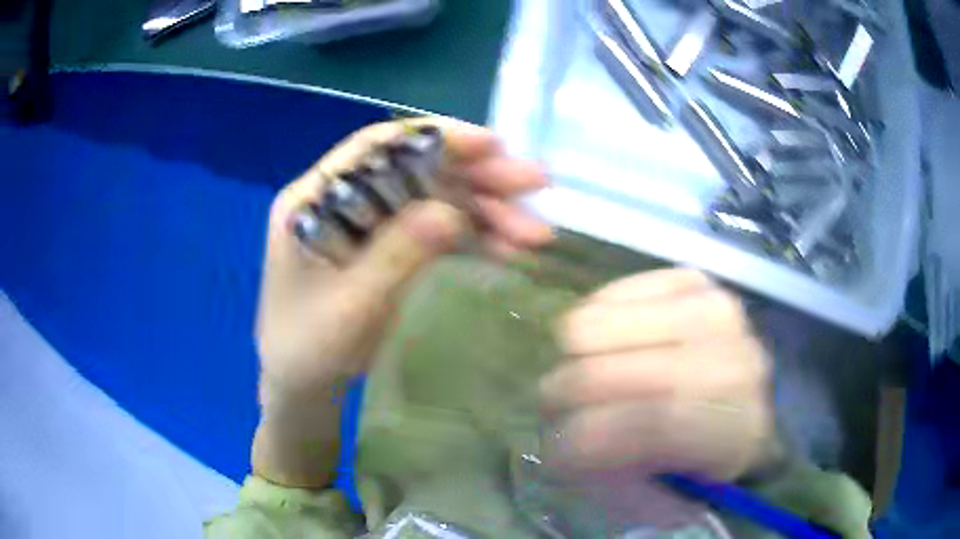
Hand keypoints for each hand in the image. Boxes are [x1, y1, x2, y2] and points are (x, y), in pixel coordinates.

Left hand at [256, 118, 552, 395]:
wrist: (303, 387)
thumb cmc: (307, 349)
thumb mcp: (348, 307)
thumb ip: (395, 255)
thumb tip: (452, 212)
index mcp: (312, 199)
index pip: (375, 147)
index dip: (435, 137)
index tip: (491, 145)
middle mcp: (343, 200)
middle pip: (414, 170)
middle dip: (476, 177)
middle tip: (534, 183)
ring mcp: (370, 225)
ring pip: (434, 200)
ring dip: (486, 211)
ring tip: (535, 231)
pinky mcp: (390, 249)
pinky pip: (436, 232)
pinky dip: (474, 238)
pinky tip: (509, 248)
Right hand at [540, 269, 775, 481]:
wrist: (737, 399)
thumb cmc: (698, 457)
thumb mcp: (661, 499)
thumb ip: (614, 486)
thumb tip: (567, 447)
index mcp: (737, 430)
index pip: (652, 424)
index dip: (585, 441)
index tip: (552, 457)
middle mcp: (734, 360)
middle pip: (612, 373)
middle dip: (561, 402)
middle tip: (557, 417)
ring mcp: (711, 308)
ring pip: (592, 327)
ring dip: (571, 364)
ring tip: (585, 383)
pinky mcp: (688, 279)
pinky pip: (603, 295)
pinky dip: (588, 328)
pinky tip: (607, 350)